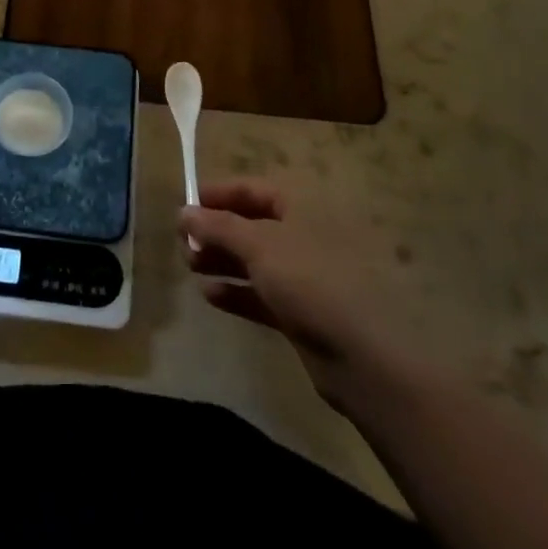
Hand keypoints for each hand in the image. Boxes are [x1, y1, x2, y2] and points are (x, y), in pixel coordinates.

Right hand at [179, 181, 414, 414]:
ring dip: (222, 260)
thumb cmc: (310, 282)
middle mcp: (305, 235)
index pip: (253, 190)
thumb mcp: (259, 246)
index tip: (186, 205)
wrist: (364, 358)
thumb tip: (183, 212)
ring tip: (190, 266)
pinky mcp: (303, 312)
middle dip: (216, 231)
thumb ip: (217, 226)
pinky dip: (237, 291)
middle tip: (184, 243)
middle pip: (251, 224)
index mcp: (302, 207)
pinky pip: (262, 293)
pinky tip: (209, 295)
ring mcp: (306, 276)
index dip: (219, 194)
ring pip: (255, 260)